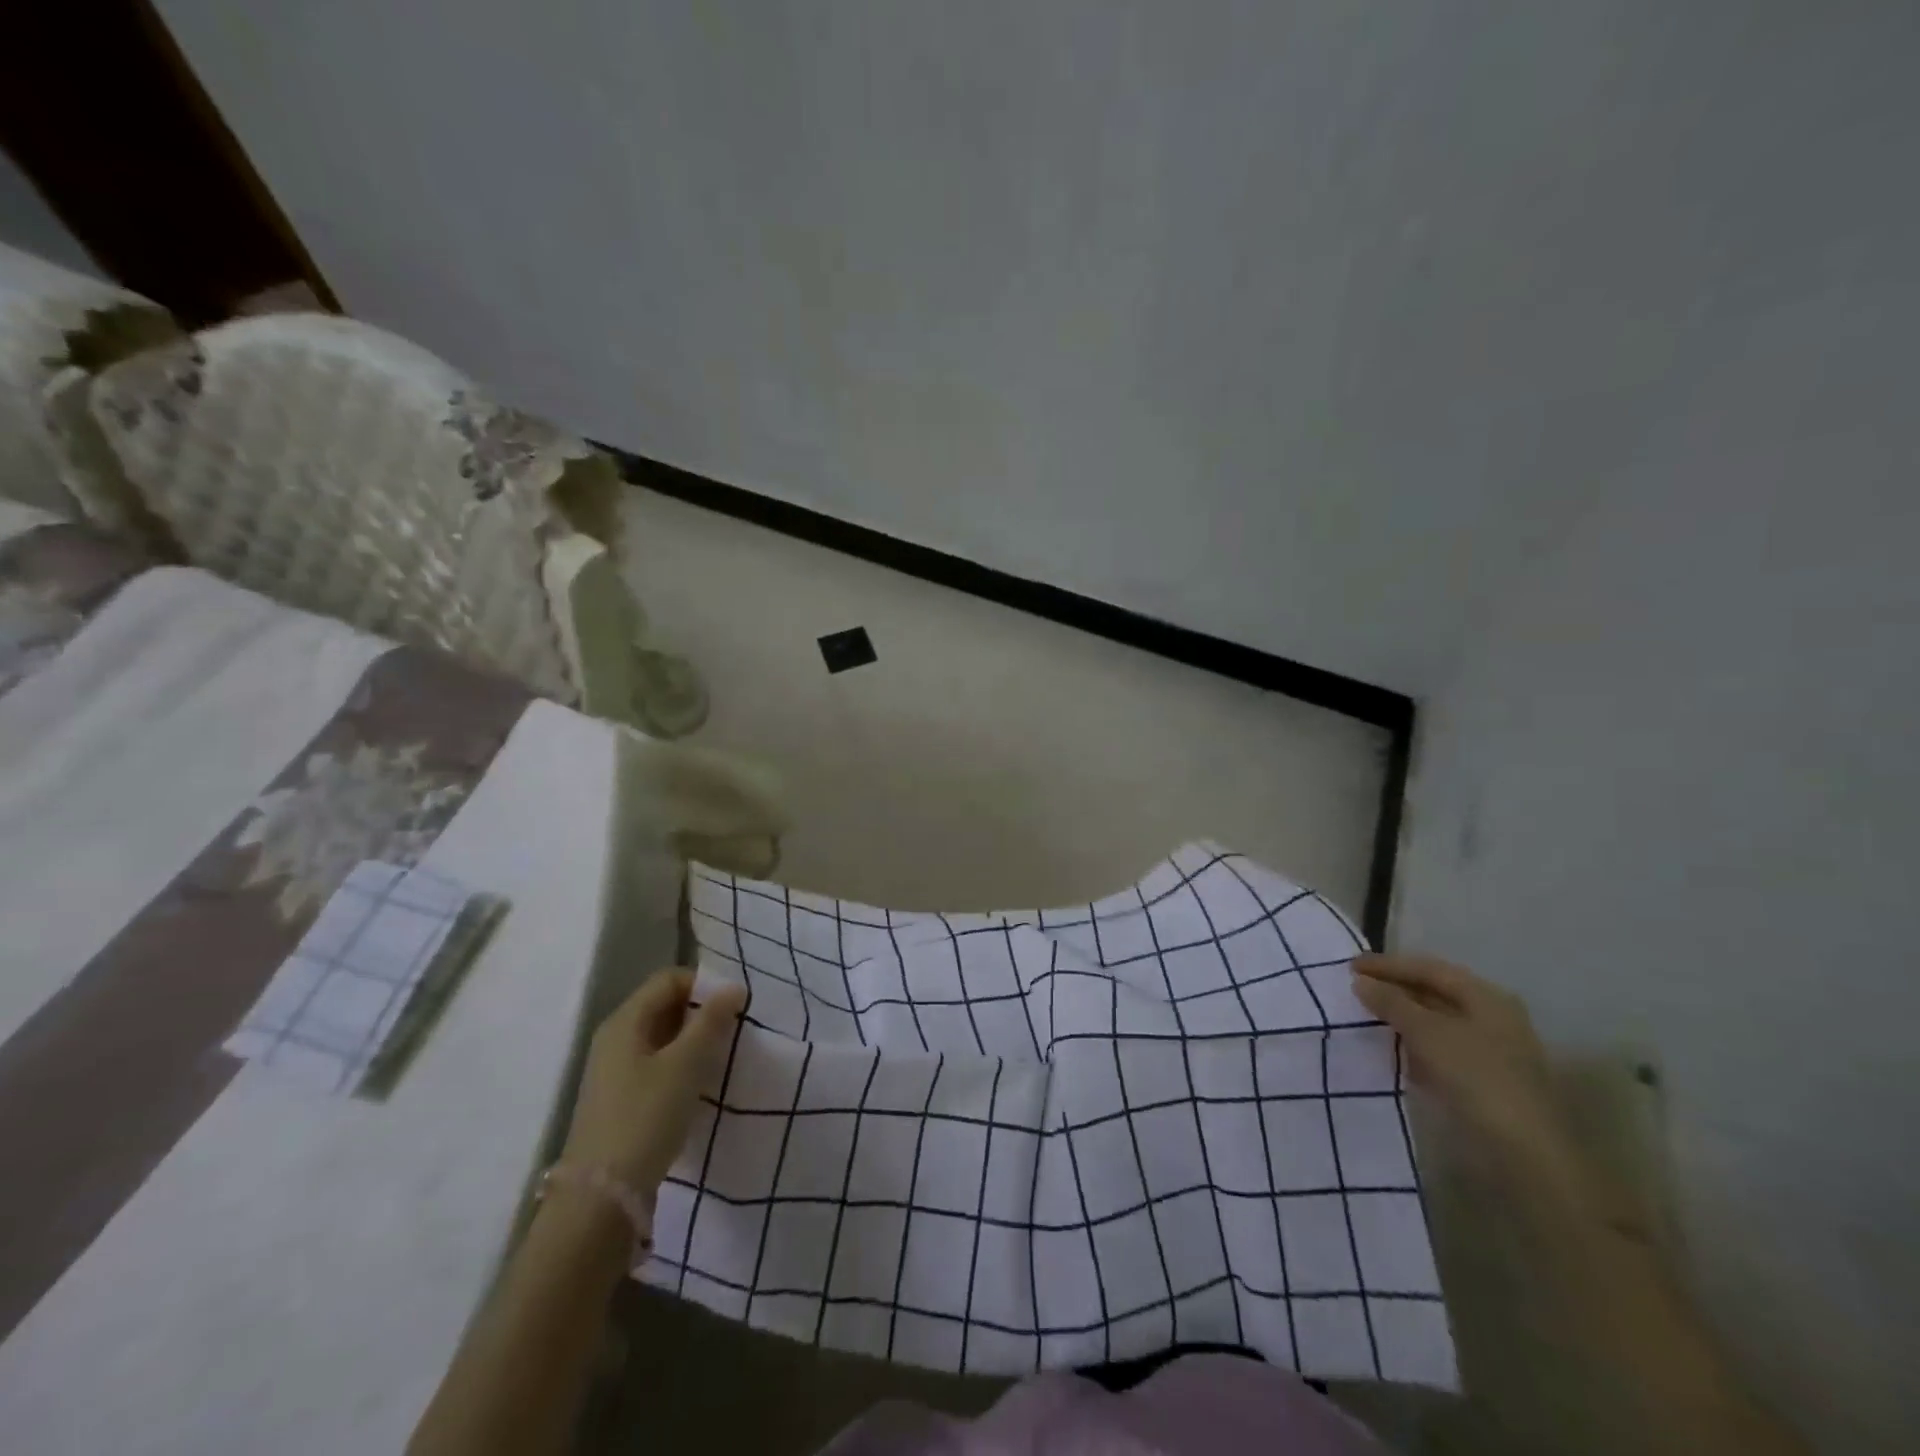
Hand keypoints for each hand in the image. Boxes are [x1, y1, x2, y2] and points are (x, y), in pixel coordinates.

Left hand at [560, 970, 746, 1194]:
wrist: (602, 1197)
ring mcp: (614, 1070)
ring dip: (693, 1041)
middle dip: (701, 1013)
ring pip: (662, 1037)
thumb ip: (711, 1021)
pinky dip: (681, 1065)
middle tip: (733, 1032)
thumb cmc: (646, 1117)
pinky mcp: (620, 1099)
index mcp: (625, 1021)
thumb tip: (733, 987)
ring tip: (721, 1058)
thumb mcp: (686, 1064)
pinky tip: (699, 1085)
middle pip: (664, 1006)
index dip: (704, 985)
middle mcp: (615, 1038)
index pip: (669, 979)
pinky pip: (656, 1064)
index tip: (735, 1007)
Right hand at [1350, 953, 1569, 1172]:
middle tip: (1355, 988)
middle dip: (1394, 989)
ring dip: (1401, 1017)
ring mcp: (1490, 1050)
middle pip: (1435, 992)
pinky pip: (1439, 1048)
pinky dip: (1413, 1043)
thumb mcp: (1427, 1032)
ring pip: (1436, 1022)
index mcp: (1486, 997)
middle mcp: (1492, 1017)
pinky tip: (1391, 1048)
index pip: (1430, 969)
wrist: (1524, 1152)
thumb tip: (1361, 982)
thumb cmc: (1477, 1077)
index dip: (1388, 965)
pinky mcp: (1482, 1079)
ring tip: (1365, 1015)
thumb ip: (1392, 1003)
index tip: (1350, 966)